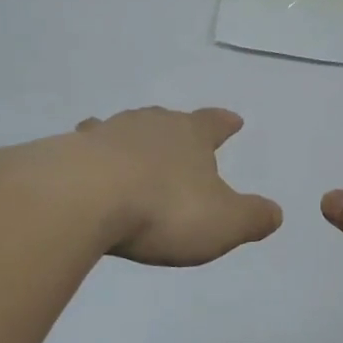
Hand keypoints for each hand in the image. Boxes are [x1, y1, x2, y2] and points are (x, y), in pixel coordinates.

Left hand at [0, 106, 282, 266]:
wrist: (82, 199)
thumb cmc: (164, 209)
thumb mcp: (224, 222)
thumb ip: (252, 217)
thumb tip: (275, 213)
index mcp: (190, 135)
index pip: (213, 123)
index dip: (225, 123)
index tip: (234, 120)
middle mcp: (149, 125)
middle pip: (167, 120)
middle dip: (175, 130)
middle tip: (179, 135)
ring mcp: (105, 134)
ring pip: (123, 130)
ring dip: (130, 140)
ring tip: (130, 150)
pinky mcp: (67, 153)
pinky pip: (85, 151)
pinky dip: (91, 160)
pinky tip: (86, 172)